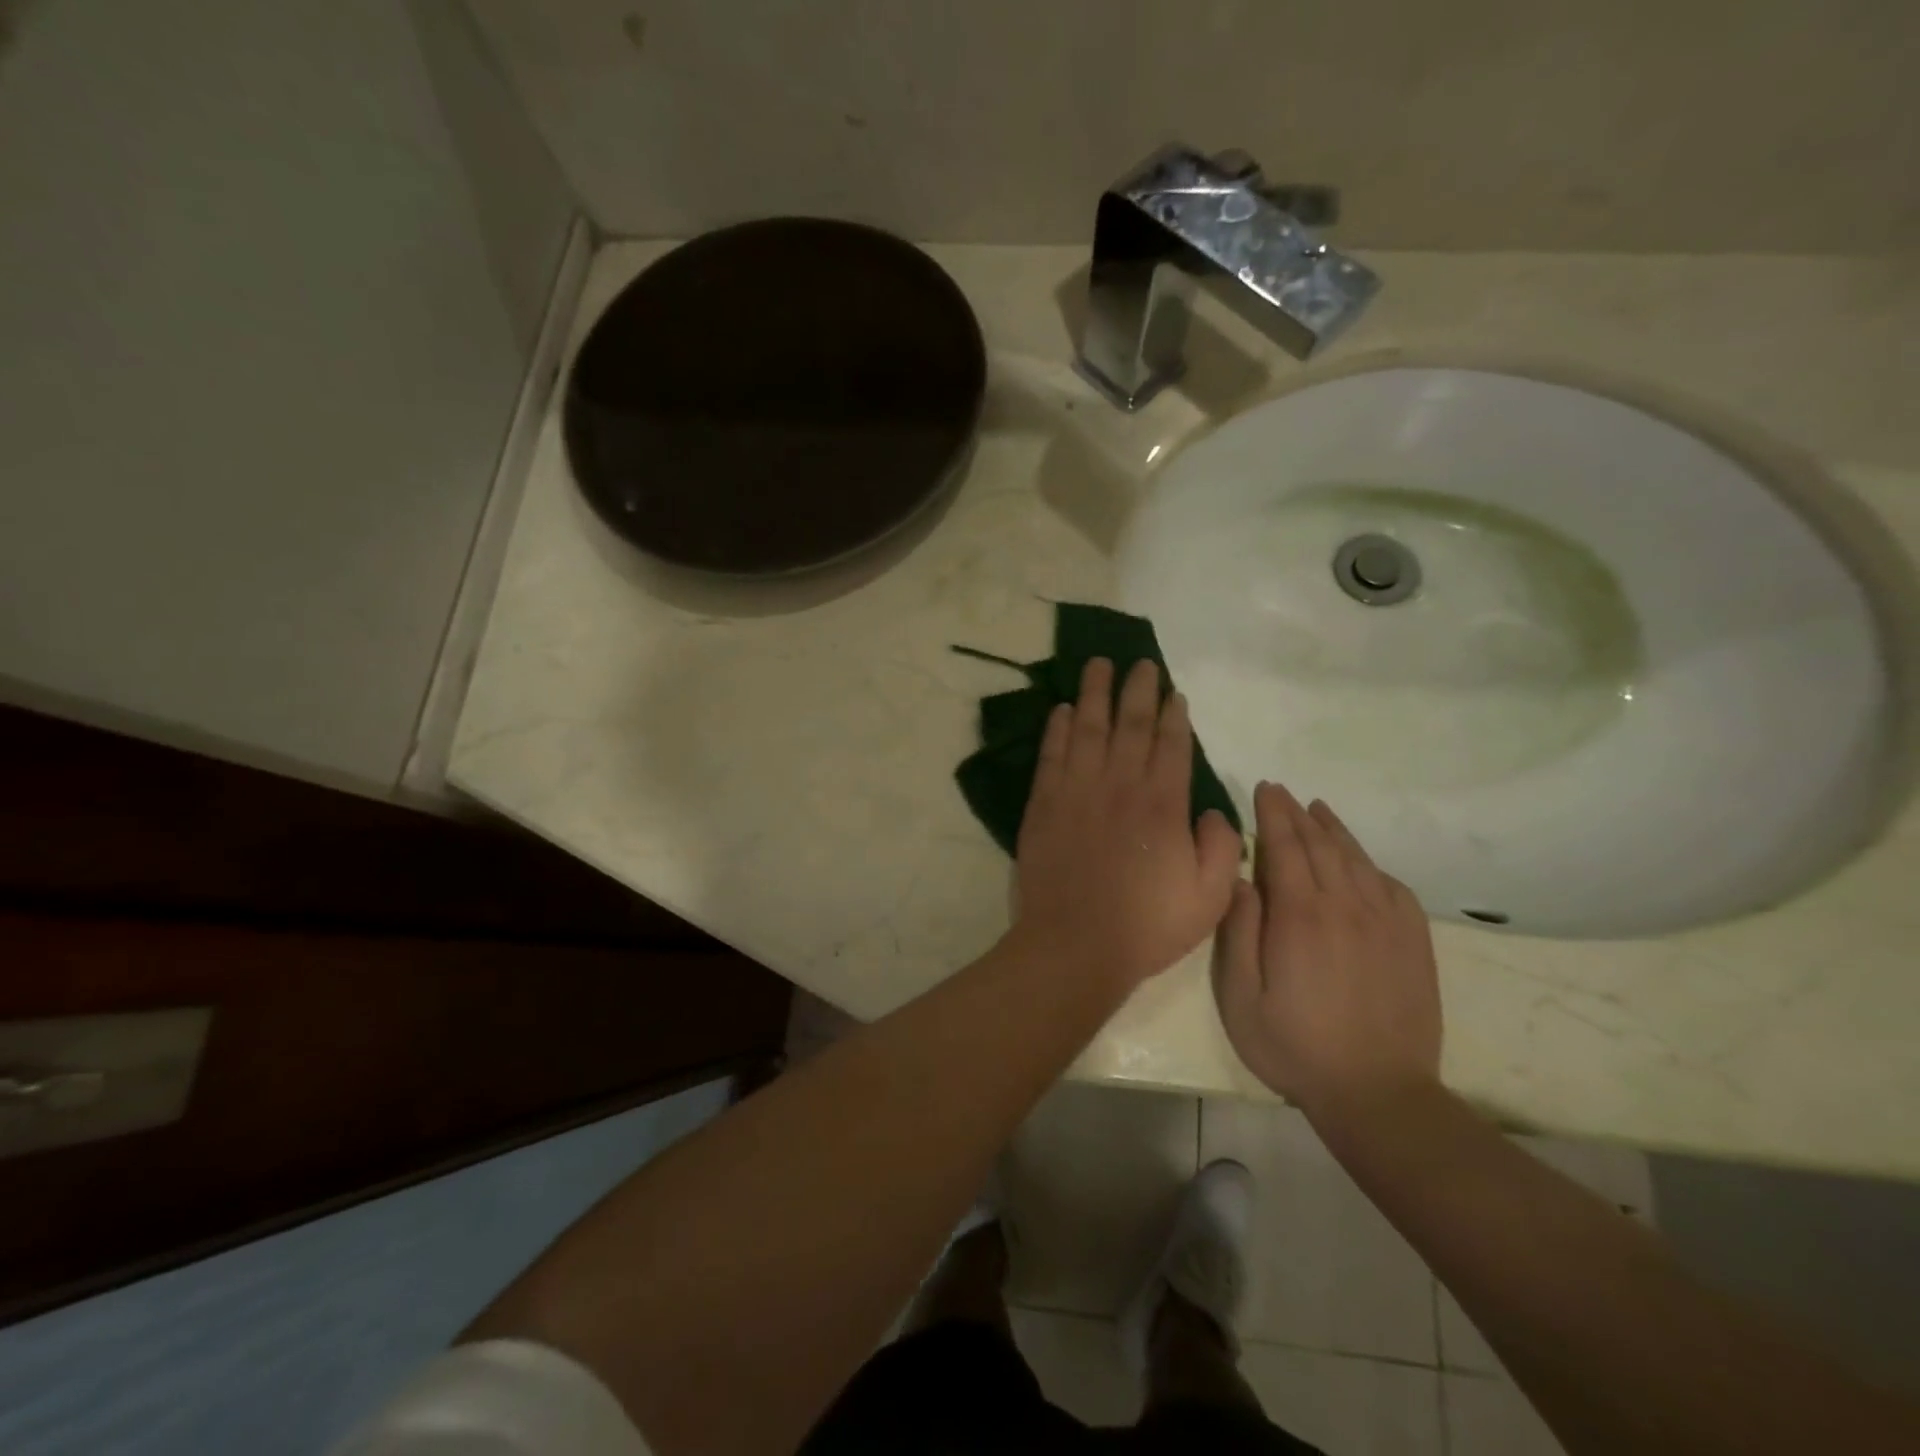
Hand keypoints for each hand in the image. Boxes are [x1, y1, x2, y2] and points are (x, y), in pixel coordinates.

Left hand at [1012, 658, 1242, 991]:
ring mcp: (1078, 790)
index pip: (1171, 745)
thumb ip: (1222, 848)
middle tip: (1139, 663)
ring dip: (1094, 693)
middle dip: (1137, 690)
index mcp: (1163, 804)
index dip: (1174, 716)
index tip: (1173, 692)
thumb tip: (1213, 810)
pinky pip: (1052, 754)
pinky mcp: (1044, 803)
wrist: (1074, 945)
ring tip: (1097, 665)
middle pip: (1131, 724)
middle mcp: (1121, 785)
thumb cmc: (1146, 925)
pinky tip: (1061, 709)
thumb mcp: (1210, 898)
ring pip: (1088, 728)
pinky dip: (1057, 728)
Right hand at [1215, 782, 1441, 1121]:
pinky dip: (1371, 864)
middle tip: (1281, 791)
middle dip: (1297, 813)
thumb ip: (1239, 931)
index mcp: (1300, 915)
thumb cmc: (1294, 1046)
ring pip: (1356, 859)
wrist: (1378, 1094)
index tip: (1263, 788)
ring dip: (1333, 830)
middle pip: (1319, 844)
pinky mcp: (1412, 941)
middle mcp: (1345, 906)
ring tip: (1318, 810)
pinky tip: (1361, 862)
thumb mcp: (1241, 996)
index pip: (1284, 846)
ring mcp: (1385, 922)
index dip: (1272, 813)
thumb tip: (1241, 879)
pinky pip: (1392, 886)